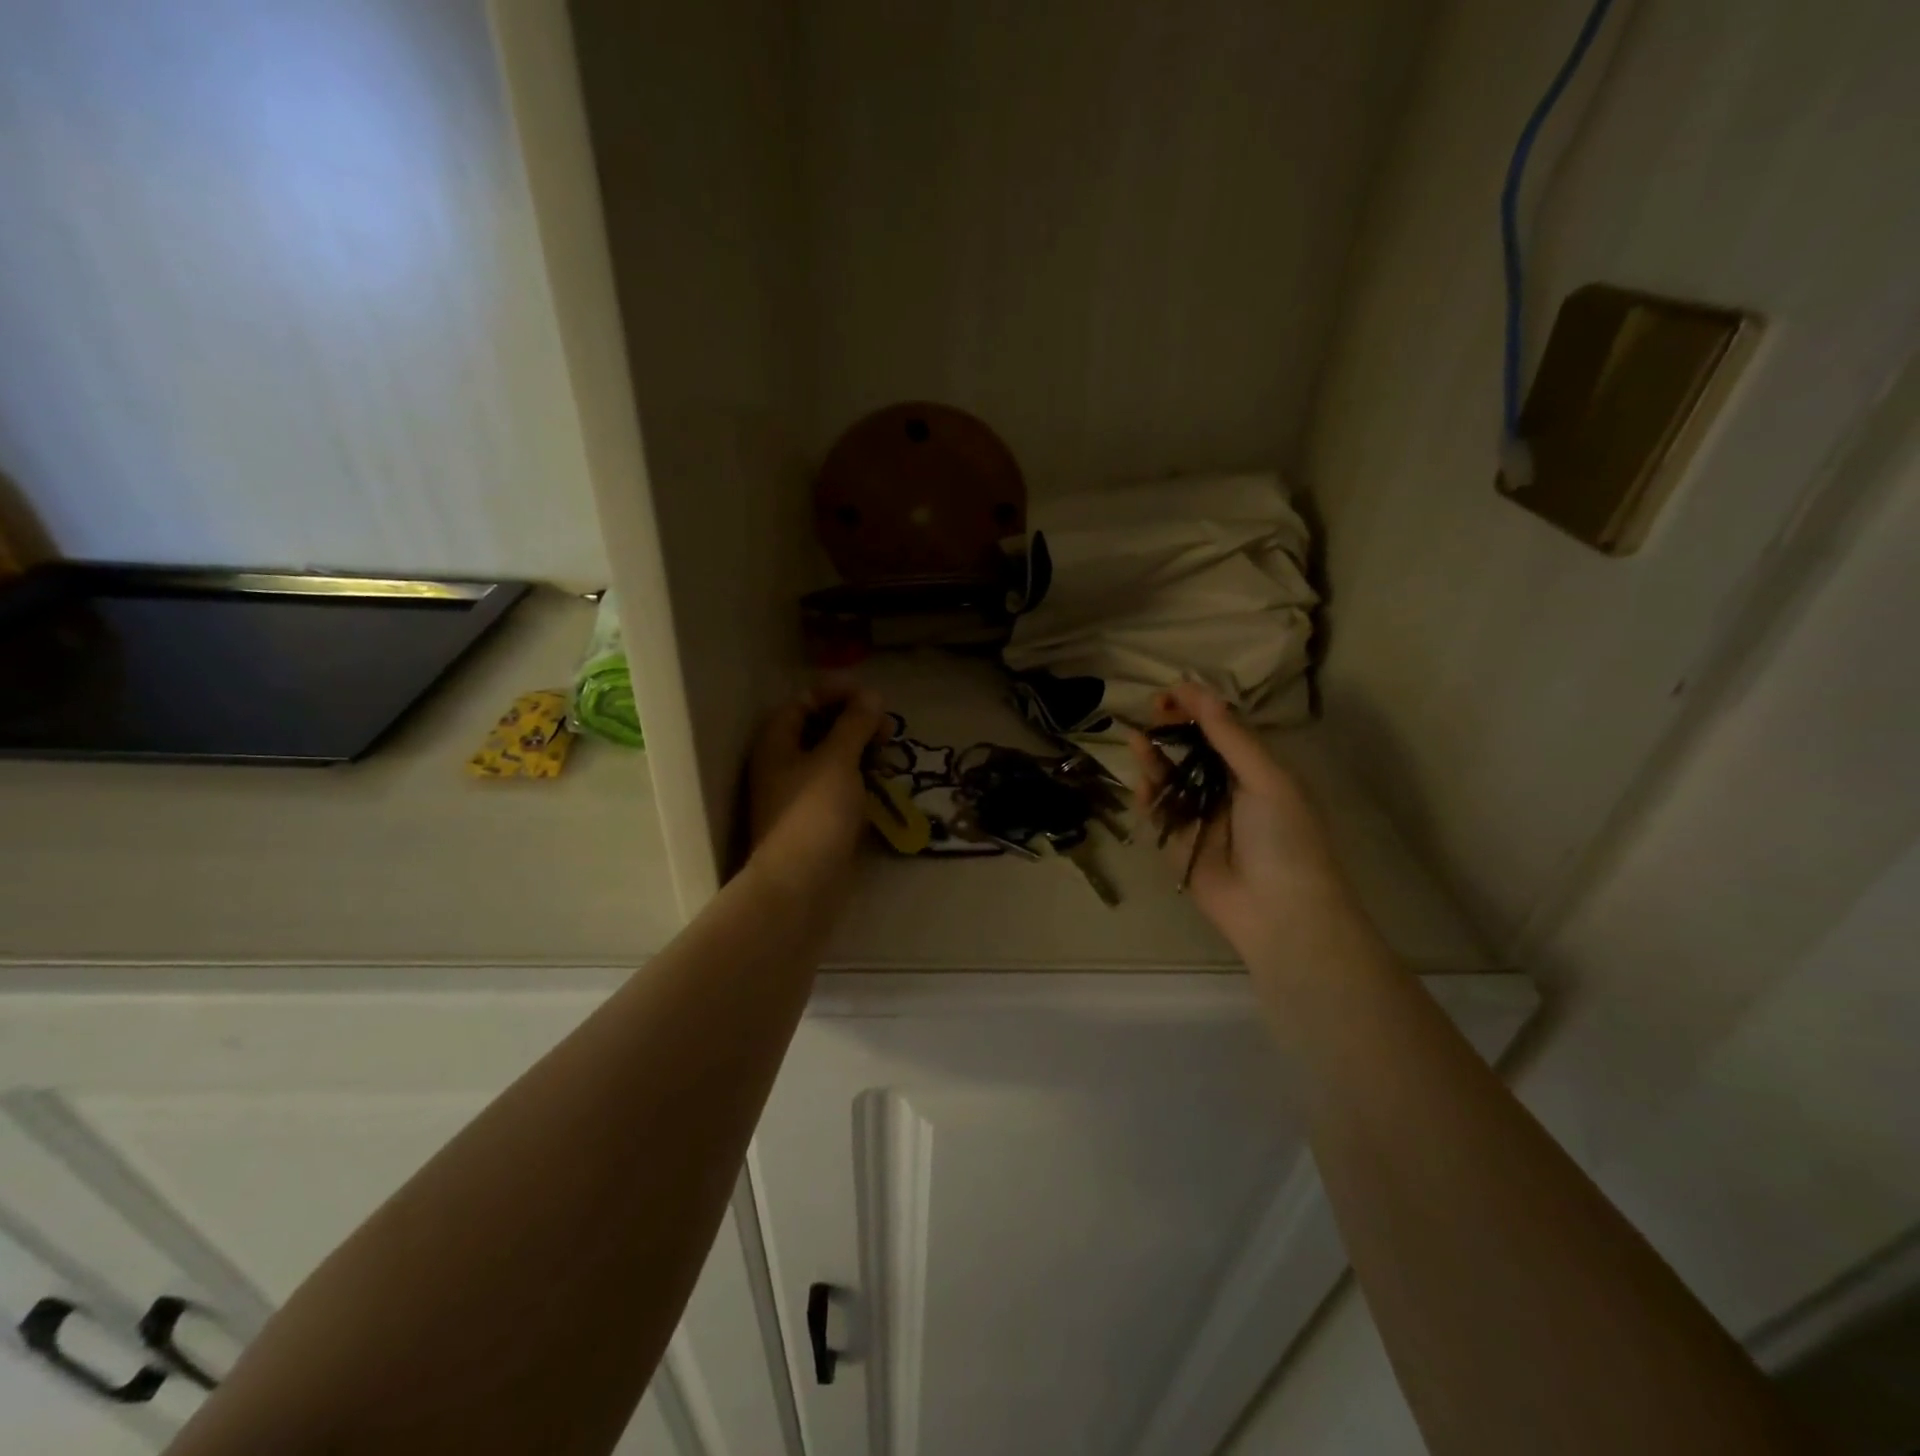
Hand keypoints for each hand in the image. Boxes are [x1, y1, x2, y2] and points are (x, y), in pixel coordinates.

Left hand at [748, 686, 885, 893]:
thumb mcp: (838, 759)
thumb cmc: (815, 812)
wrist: (801, 883)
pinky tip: (881, 785)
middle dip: (854, 723)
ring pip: (831, 760)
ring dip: (860, 751)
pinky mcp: (814, 820)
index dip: (836, 693)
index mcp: (777, 742)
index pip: (804, 702)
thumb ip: (855, 724)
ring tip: (889, 755)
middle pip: (818, 729)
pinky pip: (837, 787)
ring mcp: (797, 794)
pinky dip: (858, 780)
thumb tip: (872, 696)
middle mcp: (782, 764)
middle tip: (888, 728)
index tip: (872, 697)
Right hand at [1128, 683, 1354, 962]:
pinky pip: (1159, 813)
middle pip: (1193, 751)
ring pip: (1171, 780)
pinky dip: (1148, 797)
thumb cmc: (1284, 837)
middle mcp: (1229, 790)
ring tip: (1138, 740)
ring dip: (1155, 759)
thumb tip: (1198, 691)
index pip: (1223, 730)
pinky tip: (1140, 782)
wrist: (1279, 912)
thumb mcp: (1266, 778)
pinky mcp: (1179, 844)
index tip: (1171, 693)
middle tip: (1151, 712)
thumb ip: (1229, 736)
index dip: (1198, 709)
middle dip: (1172, 730)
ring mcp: (1202, 818)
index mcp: (1258, 771)